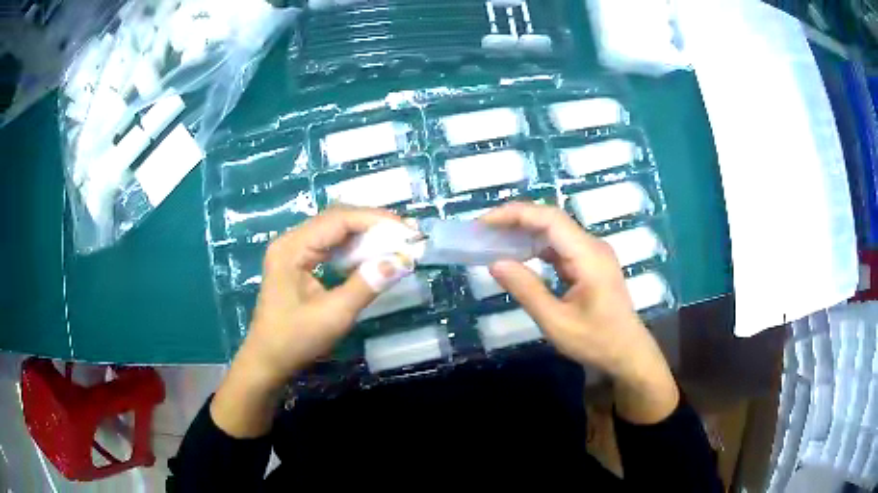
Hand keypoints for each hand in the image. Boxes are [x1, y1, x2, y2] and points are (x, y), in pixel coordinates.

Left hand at [212, 206, 413, 436]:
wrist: (267, 361)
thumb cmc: (295, 340)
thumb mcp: (333, 315)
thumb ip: (366, 285)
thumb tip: (402, 260)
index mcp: (292, 247)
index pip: (339, 219)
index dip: (376, 221)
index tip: (408, 232)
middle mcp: (292, 240)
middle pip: (337, 220)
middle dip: (374, 225)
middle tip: (408, 235)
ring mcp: (294, 251)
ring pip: (336, 231)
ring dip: (367, 235)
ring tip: (397, 242)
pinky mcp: (300, 263)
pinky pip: (331, 246)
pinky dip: (355, 249)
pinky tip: (374, 255)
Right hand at [481, 202, 678, 423]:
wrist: (628, 353)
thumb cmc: (596, 341)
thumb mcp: (556, 322)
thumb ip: (526, 290)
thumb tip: (495, 263)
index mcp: (588, 255)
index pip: (549, 219)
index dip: (514, 214)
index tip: (484, 223)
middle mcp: (592, 246)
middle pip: (551, 219)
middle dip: (515, 220)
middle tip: (482, 232)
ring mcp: (592, 253)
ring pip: (554, 231)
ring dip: (524, 232)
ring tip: (493, 240)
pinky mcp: (589, 263)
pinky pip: (560, 246)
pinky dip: (536, 247)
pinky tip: (518, 255)